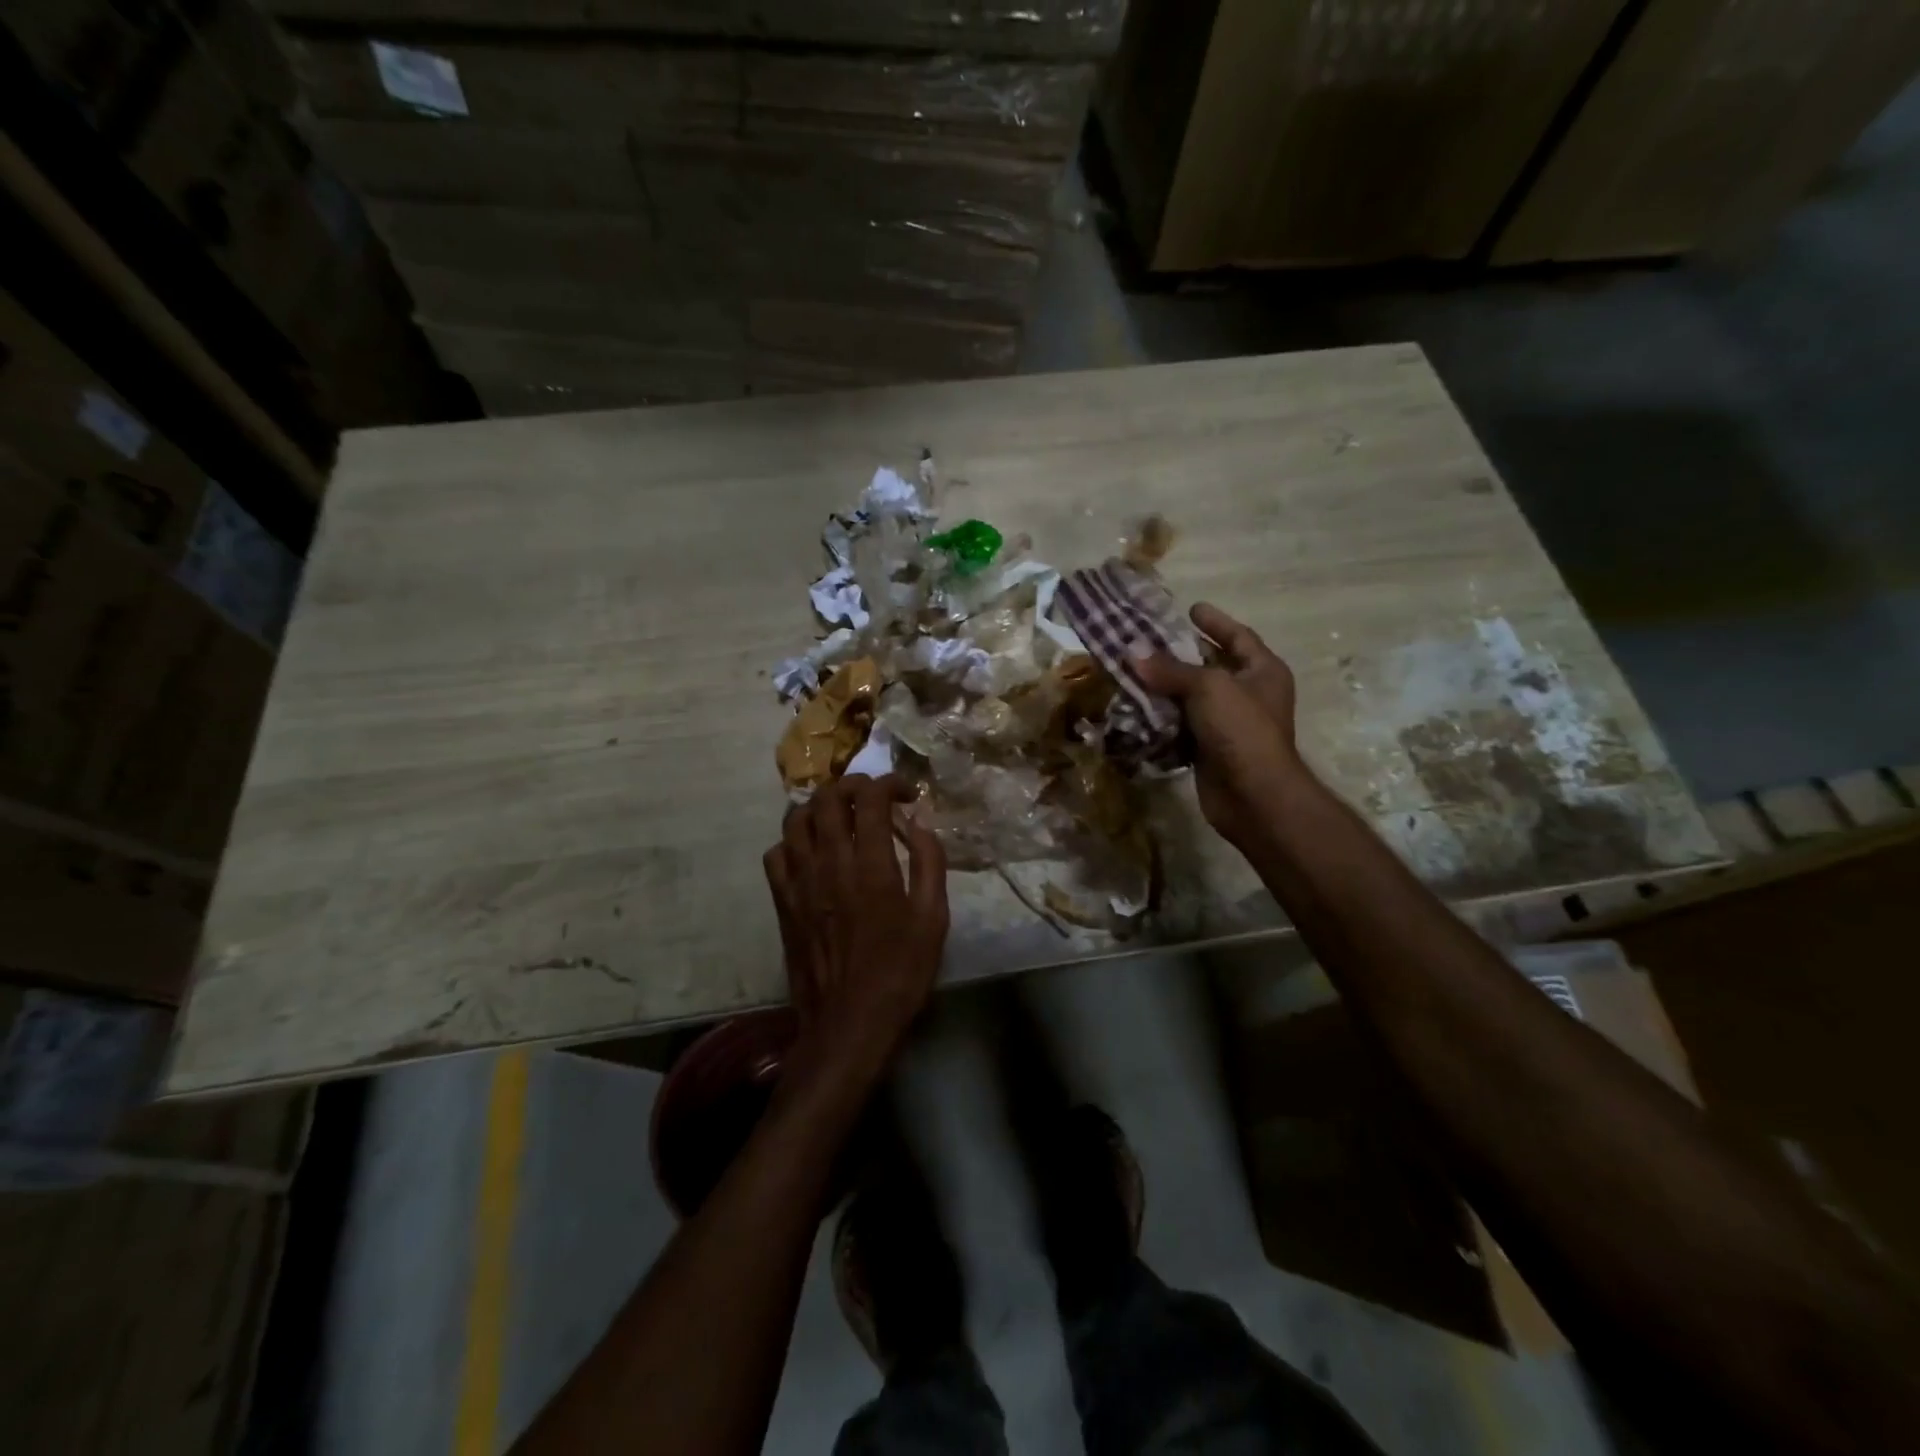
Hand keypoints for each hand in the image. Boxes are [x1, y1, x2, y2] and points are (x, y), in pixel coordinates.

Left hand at [763, 775, 949, 1094]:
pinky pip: (776, 854)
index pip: (871, 798)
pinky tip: (812, 853)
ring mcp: (800, 881)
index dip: (890, 784)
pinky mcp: (782, 902)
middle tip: (872, 798)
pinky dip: (794, 841)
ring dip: (820, 808)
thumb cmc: (900, 972)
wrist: (849, 1023)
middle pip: (827, 798)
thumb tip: (920, 823)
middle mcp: (830, 863)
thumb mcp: (934, 920)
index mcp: (871, 865)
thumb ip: (930, 863)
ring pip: (795, 819)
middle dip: (852, 785)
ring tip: (839, 817)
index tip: (907, 794)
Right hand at [1136, 603, 1307, 850]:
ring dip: (1165, 686)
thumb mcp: (1208, 688)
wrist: (1253, 796)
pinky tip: (1135, 706)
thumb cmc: (1241, 730)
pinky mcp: (1208, 749)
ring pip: (1191, 697)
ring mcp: (1228, 724)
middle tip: (1146, 639)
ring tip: (1131, 669)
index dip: (1215, 622)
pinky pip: (1181, 725)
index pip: (1238, 637)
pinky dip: (1161, 717)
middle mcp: (1248, 694)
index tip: (1190, 608)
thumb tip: (1131, 653)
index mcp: (1262, 671)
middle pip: (1211, 665)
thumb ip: (1170, 669)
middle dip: (1180, 654)